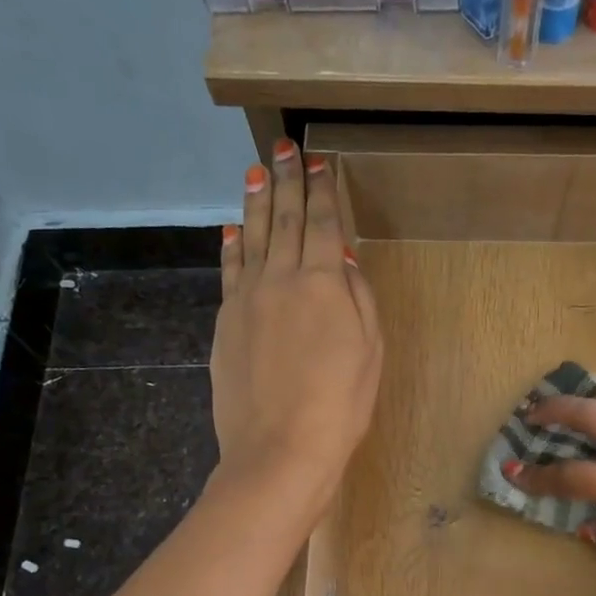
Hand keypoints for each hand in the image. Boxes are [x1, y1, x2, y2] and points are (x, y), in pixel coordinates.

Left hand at [210, 138, 381, 522]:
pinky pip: (229, 271)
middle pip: (282, 221)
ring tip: (256, 171)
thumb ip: (357, 297)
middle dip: (286, 181)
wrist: (280, 448)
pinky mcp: (226, 322)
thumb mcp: (370, 351)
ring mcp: (247, 299)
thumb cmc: (340, 404)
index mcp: (322, 284)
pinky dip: (231, 246)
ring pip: (250, 238)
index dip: (322, 191)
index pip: (321, 224)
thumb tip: (341, 255)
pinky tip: (231, 229)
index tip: (319, 161)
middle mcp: (280, 279)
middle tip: (284, 147)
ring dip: (254, 202)